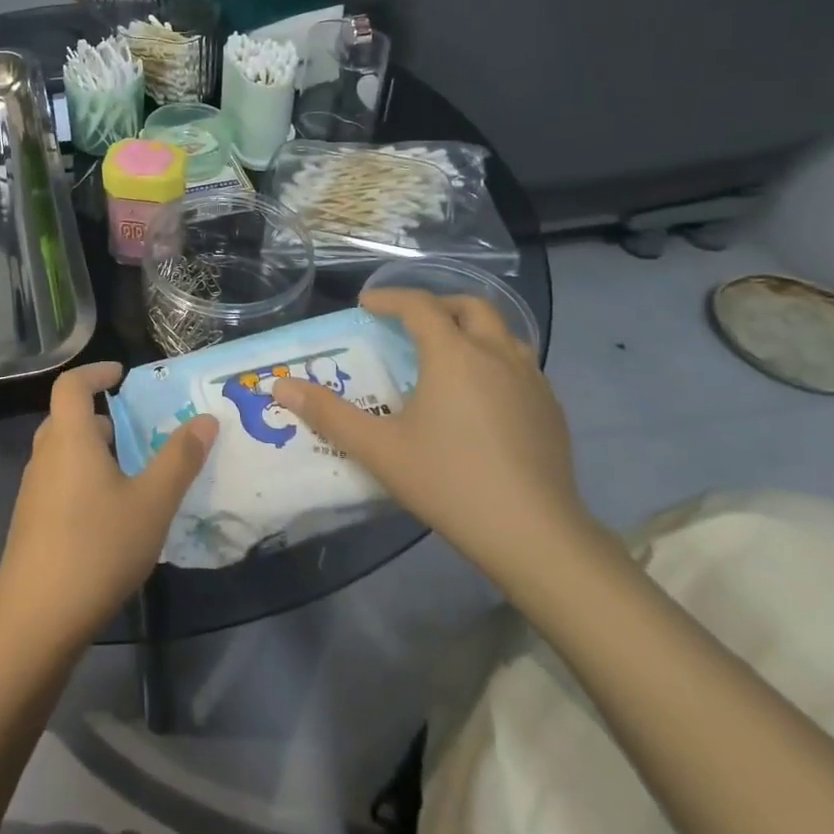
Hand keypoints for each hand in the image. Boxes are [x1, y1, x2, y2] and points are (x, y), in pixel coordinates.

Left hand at [0, 362, 216, 649]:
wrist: (35, 621)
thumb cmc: (97, 548)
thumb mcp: (151, 503)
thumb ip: (179, 459)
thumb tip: (205, 419)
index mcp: (69, 439)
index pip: (71, 385)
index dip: (94, 371)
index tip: (120, 373)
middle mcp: (44, 457)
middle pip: (66, 418)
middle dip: (100, 415)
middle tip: (135, 427)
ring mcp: (32, 492)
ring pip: (62, 453)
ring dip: (92, 450)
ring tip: (130, 470)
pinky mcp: (30, 523)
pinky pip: (58, 482)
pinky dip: (83, 478)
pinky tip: (109, 514)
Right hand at [270, 288, 592, 586]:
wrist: (536, 535)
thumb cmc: (450, 482)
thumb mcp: (379, 449)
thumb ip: (328, 414)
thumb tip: (281, 387)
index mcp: (453, 354)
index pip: (419, 305)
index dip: (389, 298)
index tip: (366, 305)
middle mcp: (496, 354)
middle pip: (469, 306)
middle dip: (436, 305)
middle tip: (408, 323)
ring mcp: (531, 380)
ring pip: (502, 332)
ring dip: (471, 329)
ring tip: (446, 352)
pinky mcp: (551, 408)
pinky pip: (520, 363)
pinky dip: (494, 358)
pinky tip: (482, 395)